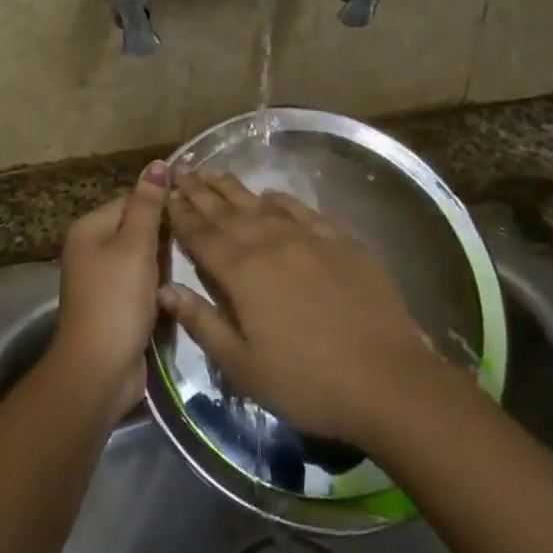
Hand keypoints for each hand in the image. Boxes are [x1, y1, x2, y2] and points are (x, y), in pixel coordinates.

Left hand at [52, 161, 169, 413]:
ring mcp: (102, 280)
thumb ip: (149, 205)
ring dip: (165, 262)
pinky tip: (179, 289)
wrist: (98, 372)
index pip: (132, 200)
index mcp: (90, 229)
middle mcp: (91, 250)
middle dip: (165, 235)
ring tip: (194, 261)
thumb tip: (158, 163)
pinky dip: (159, 285)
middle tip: (199, 237)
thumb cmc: (116, 301)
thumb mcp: (136, 247)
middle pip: (137, 228)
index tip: (194, 211)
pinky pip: (142, 283)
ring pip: (143, 258)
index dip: (161, 204)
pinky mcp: (116, 306)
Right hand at [160, 172, 447, 445]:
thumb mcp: (243, 366)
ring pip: (263, 205)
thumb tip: (164, 289)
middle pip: (228, 212)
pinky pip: (304, 211)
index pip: (202, 236)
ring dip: (236, 190)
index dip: (181, 214)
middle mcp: (271, 243)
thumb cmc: (307, 382)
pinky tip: (273, 195)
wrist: (387, 378)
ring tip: (215, 174)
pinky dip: (283, 201)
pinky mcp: (342, 241)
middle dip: (201, 191)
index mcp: (242, 273)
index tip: (165, 193)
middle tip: (182, 170)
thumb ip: (202, 323)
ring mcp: (309, 238)